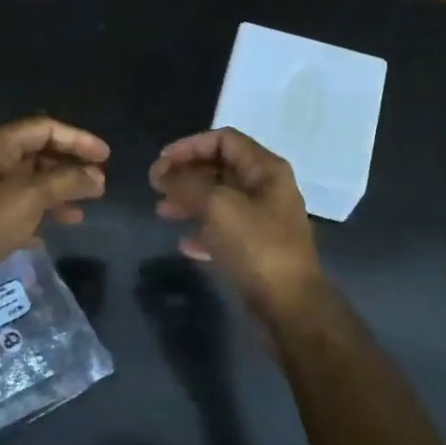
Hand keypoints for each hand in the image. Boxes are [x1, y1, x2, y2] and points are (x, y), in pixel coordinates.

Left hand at [0, 116, 107, 317]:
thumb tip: (97, 176)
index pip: (44, 128)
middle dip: (70, 168)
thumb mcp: (26, 199)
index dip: (78, 139)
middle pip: (37, 154)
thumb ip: (65, 182)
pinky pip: (17, 212)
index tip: (107, 158)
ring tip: (82, 213)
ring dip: (57, 195)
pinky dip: (37, 219)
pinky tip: (51, 236)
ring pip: (29, 185)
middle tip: (100, 186)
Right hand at [150, 128, 326, 325]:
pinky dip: (202, 231)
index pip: (224, 139)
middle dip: (186, 174)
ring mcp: (263, 220)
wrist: (289, 305)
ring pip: (219, 199)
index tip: (161, 163)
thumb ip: (188, 185)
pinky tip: (184, 245)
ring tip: (162, 212)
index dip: (189, 146)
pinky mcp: (256, 248)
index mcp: (266, 169)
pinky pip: (223, 230)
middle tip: (156, 187)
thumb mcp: (218, 206)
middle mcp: (267, 188)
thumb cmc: (256, 246)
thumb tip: (165, 175)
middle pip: (220, 168)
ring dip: (189, 201)